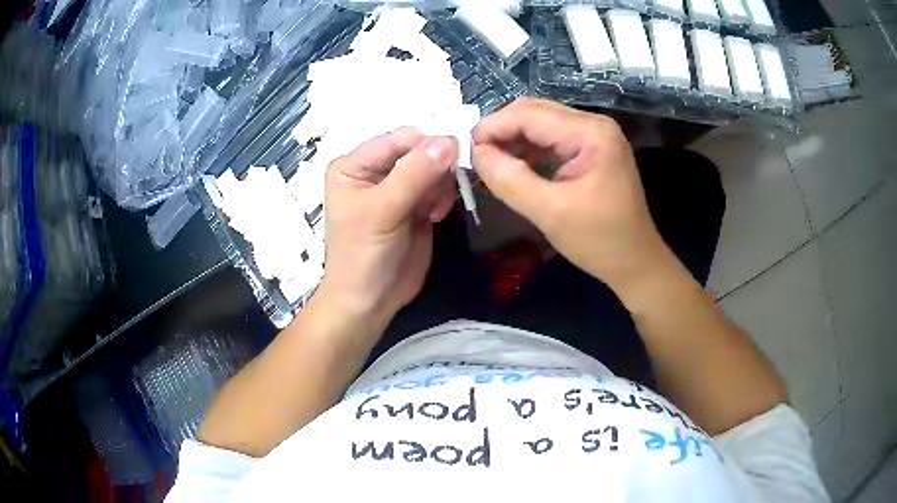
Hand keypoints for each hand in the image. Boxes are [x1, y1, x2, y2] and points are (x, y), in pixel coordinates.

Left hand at [318, 128, 458, 327]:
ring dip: (440, 185)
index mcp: (355, 165)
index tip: (454, 156)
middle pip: (418, 151)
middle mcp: (375, 171)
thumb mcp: (383, 211)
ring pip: (433, 168)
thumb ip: (414, 174)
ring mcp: (397, 188)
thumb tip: (449, 140)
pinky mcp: (416, 205)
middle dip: (434, 168)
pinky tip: (434, 216)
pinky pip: (439, 187)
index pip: (397, 140)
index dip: (426, 144)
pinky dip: (443, 196)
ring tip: (433, 210)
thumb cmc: (363, 254)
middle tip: (438, 194)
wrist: (370, 301)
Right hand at [472, 98, 670, 298]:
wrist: (636, 262)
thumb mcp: (549, 212)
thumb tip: (476, 153)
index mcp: (591, 133)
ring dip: (514, 138)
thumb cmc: (599, 241)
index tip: (466, 149)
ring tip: (491, 162)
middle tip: (477, 156)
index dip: (493, 127)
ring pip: (542, 123)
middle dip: (502, 130)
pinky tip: (516, 165)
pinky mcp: (594, 148)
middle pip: (535, 112)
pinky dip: (530, 148)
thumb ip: (509, 179)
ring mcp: (596, 135)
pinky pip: (553, 138)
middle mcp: (595, 124)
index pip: (530, 115)